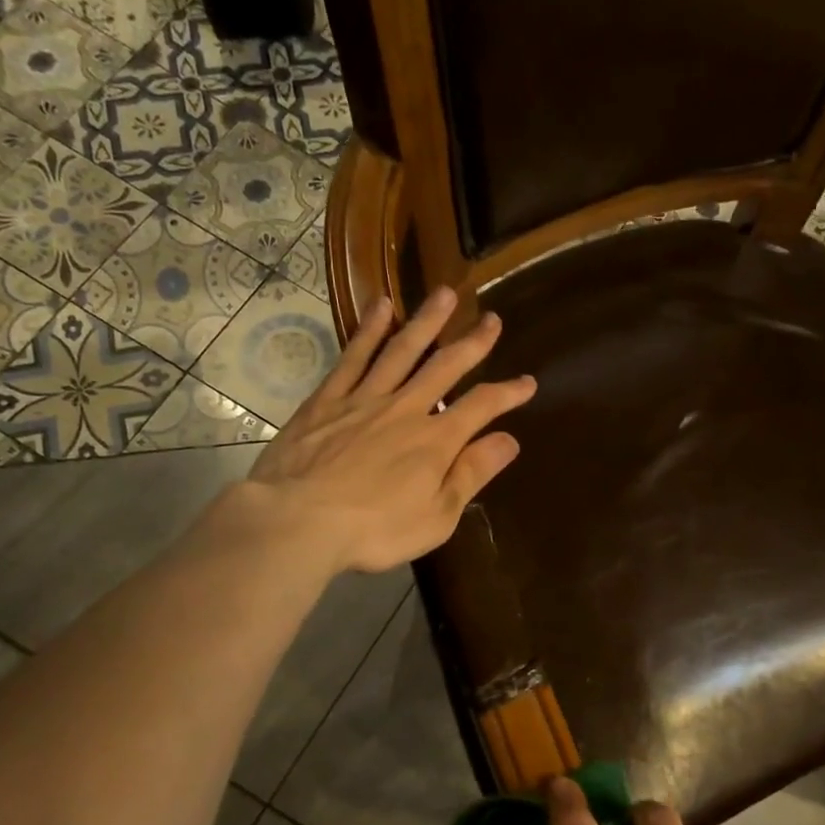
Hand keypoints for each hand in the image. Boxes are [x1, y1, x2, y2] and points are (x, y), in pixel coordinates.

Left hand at [238, 287, 535, 573]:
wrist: (297, 520)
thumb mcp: (436, 516)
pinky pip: (353, 356)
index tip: (528, 382)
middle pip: (445, 366)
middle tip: (491, 319)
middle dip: (473, 343)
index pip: (482, 407)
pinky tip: (380, 307)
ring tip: (444, 294)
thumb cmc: (373, 530)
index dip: (508, 393)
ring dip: (426, 321)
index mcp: (435, 441)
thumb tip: (510, 440)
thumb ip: (471, 474)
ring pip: (402, 350)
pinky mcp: (326, 400)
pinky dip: (369, 330)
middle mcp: (405, 409)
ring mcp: (363, 399)